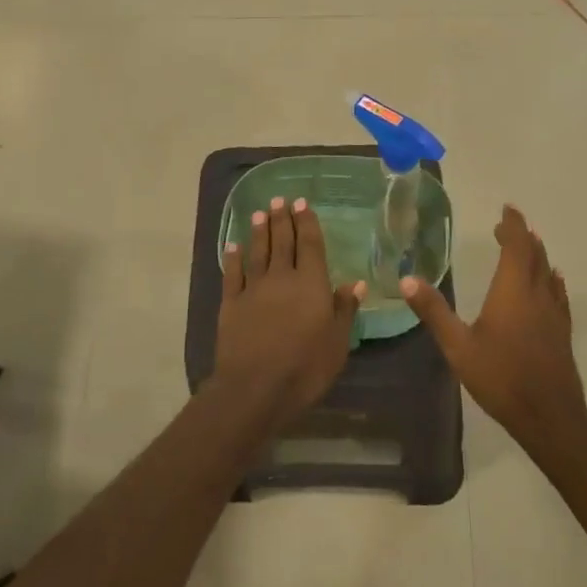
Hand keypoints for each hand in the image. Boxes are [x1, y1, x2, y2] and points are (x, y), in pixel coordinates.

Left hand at [211, 197, 364, 424]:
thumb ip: (344, 309)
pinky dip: (233, 257)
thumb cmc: (305, 367)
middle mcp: (282, 278)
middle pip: (282, 242)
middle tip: (280, 200)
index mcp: (311, 284)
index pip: (310, 245)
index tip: (302, 203)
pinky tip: (233, 245)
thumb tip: (355, 282)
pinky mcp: (231, 303)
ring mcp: (253, 289)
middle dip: (282, 219)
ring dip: (259, 231)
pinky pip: (232, 273)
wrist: (255, 387)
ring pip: (257, 252)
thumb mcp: (337, 342)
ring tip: (259, 213)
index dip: (306, 222)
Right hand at [401, 205, 586, 442]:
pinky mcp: (562, 331)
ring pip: (548, 273)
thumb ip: (434, 311)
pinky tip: (552, 282)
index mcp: (513, 292)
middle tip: (507, 226)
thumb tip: (407, 280)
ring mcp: (554, 314)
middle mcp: (537, 295)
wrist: (548, 415)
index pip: (517, 247)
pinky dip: (550, 279)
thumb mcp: (458, 346)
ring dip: (537, 255)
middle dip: (522, 237)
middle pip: (535, 256)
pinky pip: (557, 293)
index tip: (506, 210)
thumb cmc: (500, 377)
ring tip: (526, 246)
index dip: (513, 226)